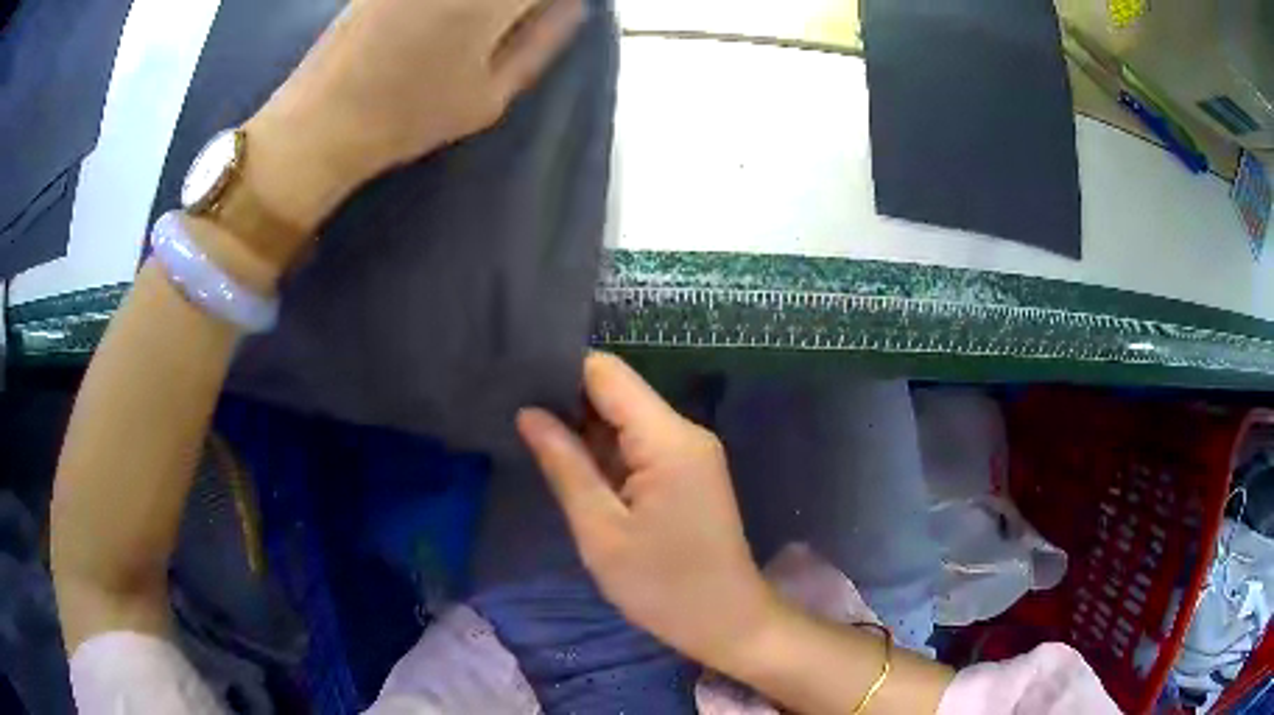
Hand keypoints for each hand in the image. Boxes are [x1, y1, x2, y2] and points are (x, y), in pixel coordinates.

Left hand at [239, 0, 586, 262]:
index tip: (550, 16)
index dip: (551, 5)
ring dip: (487, 10)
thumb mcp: (490, 95)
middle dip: (517, 7)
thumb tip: (573, 4)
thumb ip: (540, 41)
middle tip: (518, 22)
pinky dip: (456, 8)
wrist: (323, 119)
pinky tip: (448, 23)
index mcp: (490, 1)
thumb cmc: (410, 116)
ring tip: (483, 27)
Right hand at [517, 352, 777, 670]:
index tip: (516, 384)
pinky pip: (641, 444)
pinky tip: (572, 464)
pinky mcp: (689, 471)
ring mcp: (691, 451)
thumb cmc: (662, 585)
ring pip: (627, 418)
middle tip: (515, 418)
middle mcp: (684, 431)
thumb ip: (565, 465)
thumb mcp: (601, 530)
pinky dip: (607, 451)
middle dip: (568, 402)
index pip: (607, 373)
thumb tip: (529, 413)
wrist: (727, 622)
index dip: (561, 373)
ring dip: (586, 429)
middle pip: (618, 392)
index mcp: (667, 439)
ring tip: (534, 438)